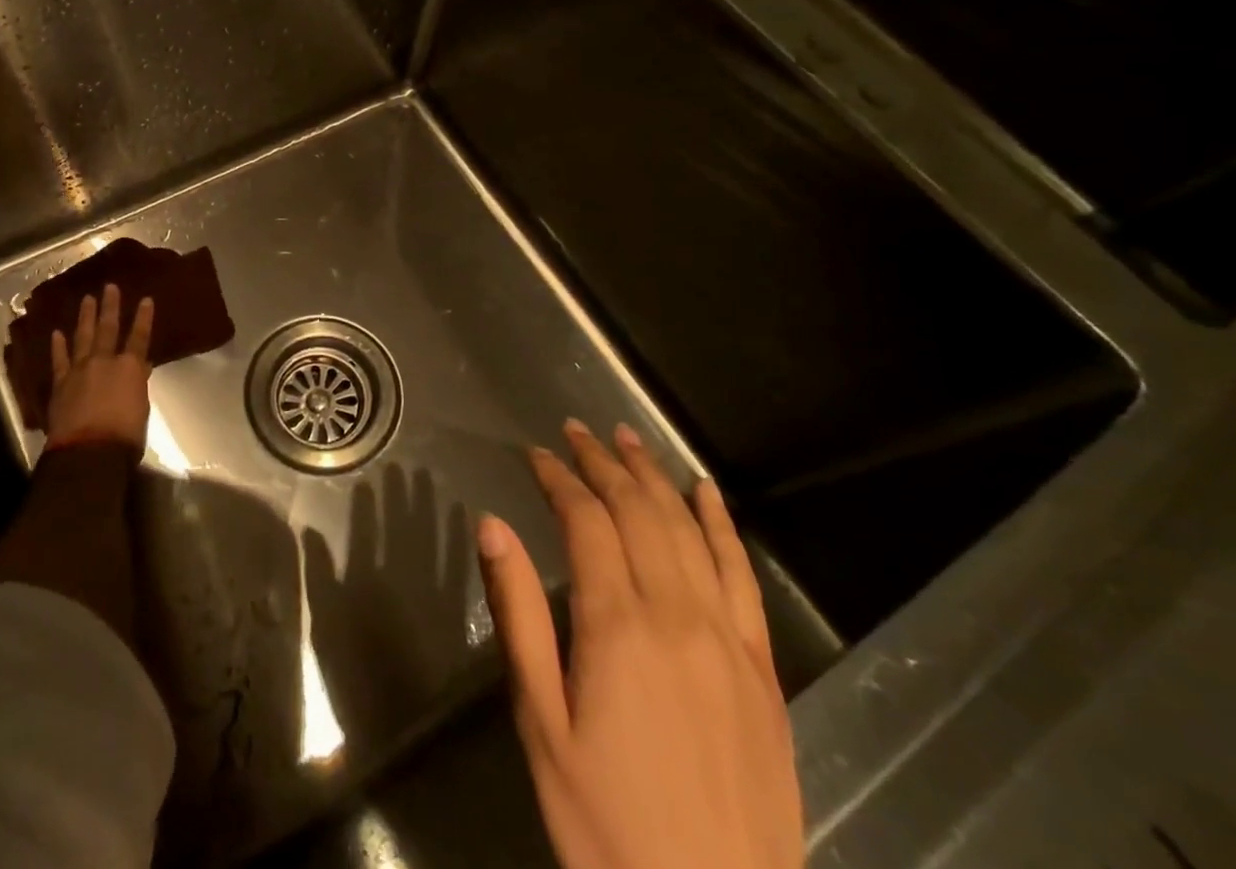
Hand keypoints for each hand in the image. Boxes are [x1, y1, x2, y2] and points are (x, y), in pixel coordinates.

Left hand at [45, 283, 154, 451]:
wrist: (88, 453)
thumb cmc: (125, 436)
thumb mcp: (141, 409)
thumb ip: (138, 385)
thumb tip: (141, 369)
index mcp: (130, 368)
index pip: (140, 337)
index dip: (144, 318)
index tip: (146, 299)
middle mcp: (105, 362)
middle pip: (108, 328)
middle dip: (110, 306)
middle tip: (110, 287)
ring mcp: (80, 370)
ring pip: (83, 337)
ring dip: (86, 317)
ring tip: (87, 299)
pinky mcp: (61, 384)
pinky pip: (59, 360)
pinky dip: (58, 346)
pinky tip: (57, 333)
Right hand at [477, 420, 800, 868]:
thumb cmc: (605, 823)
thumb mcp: (541, 722)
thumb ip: (518, 615)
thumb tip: (491, 526)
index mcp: (618, 626)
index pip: (586, 520)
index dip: (559, 478)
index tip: (536, 453)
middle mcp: (678, 616)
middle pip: (638, 512)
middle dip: (603, 463)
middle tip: (576, 431)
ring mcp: (729, 640)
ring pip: (689, 531)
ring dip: (655, 477)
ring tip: (628, 438)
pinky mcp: (763, 670)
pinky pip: (742, 577)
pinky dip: (722, 525)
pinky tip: (706, 493)